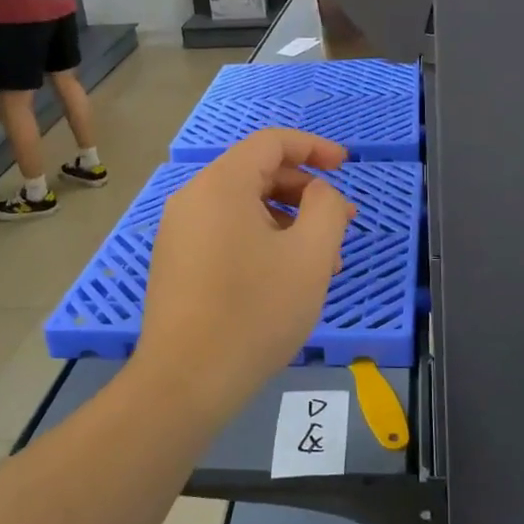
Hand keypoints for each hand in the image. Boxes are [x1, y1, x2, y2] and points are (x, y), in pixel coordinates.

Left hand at [136, 129, 355, 416]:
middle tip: (342, 223)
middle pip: (257, 173)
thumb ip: (327, 207)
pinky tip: (285, 278)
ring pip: (244, 208)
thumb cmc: (255, 311)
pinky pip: (226, 233)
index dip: (314, 146)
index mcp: (221, 184)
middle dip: (306, 192)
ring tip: (322, 262)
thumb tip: (320, 193)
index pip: (271, 142)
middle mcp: (193, 198)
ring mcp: (179, 232)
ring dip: (288, 222)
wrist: (185, 382)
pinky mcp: (177, 262)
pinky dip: (262, 241)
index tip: (346, 165)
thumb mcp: (311, 255)